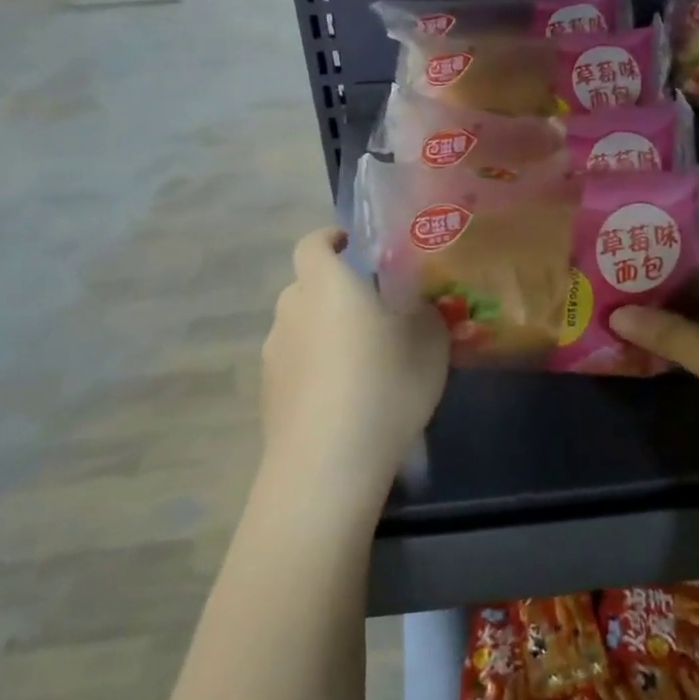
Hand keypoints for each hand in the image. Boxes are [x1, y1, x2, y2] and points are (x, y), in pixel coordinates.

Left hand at [260, 228, 449, 504]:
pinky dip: (316, 370)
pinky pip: (296, 366)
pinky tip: (343, 399)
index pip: (313, 243)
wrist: (330, 460)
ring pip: (301, 328)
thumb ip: (426, 311)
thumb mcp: (429, 341)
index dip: (332, 239)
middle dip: (336, 291)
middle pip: (308, 287)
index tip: (356, 246)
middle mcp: (291, 310)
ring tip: (362, 361)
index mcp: (326, 284)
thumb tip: (422, 303)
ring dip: (325, 333)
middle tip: (375, 311)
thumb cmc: (385, 381)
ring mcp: (273, 354)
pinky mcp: (269, 394)